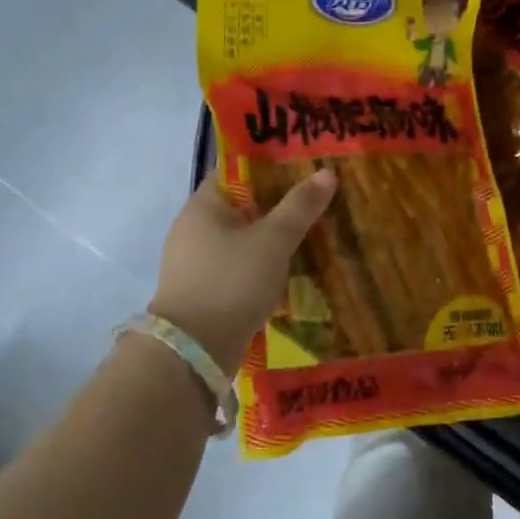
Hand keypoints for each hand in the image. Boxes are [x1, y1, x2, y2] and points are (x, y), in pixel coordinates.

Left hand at [149, 168, 337, 376]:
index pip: (238, 171)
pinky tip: (286, 273)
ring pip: (240, 239)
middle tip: (316, 204)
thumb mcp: (273, 240)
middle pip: (241, 206)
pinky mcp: (201, 290)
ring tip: (310, 238)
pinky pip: (236, 266)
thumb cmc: (232, 281)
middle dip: (277, 206)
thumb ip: (300, 206)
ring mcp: (193, 261)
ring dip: (270, 240)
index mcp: (204, 204)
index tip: (305, 170)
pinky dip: (259, 266)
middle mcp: (192, 227)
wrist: (194, 350)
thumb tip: (326, 172)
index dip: (271, 168)